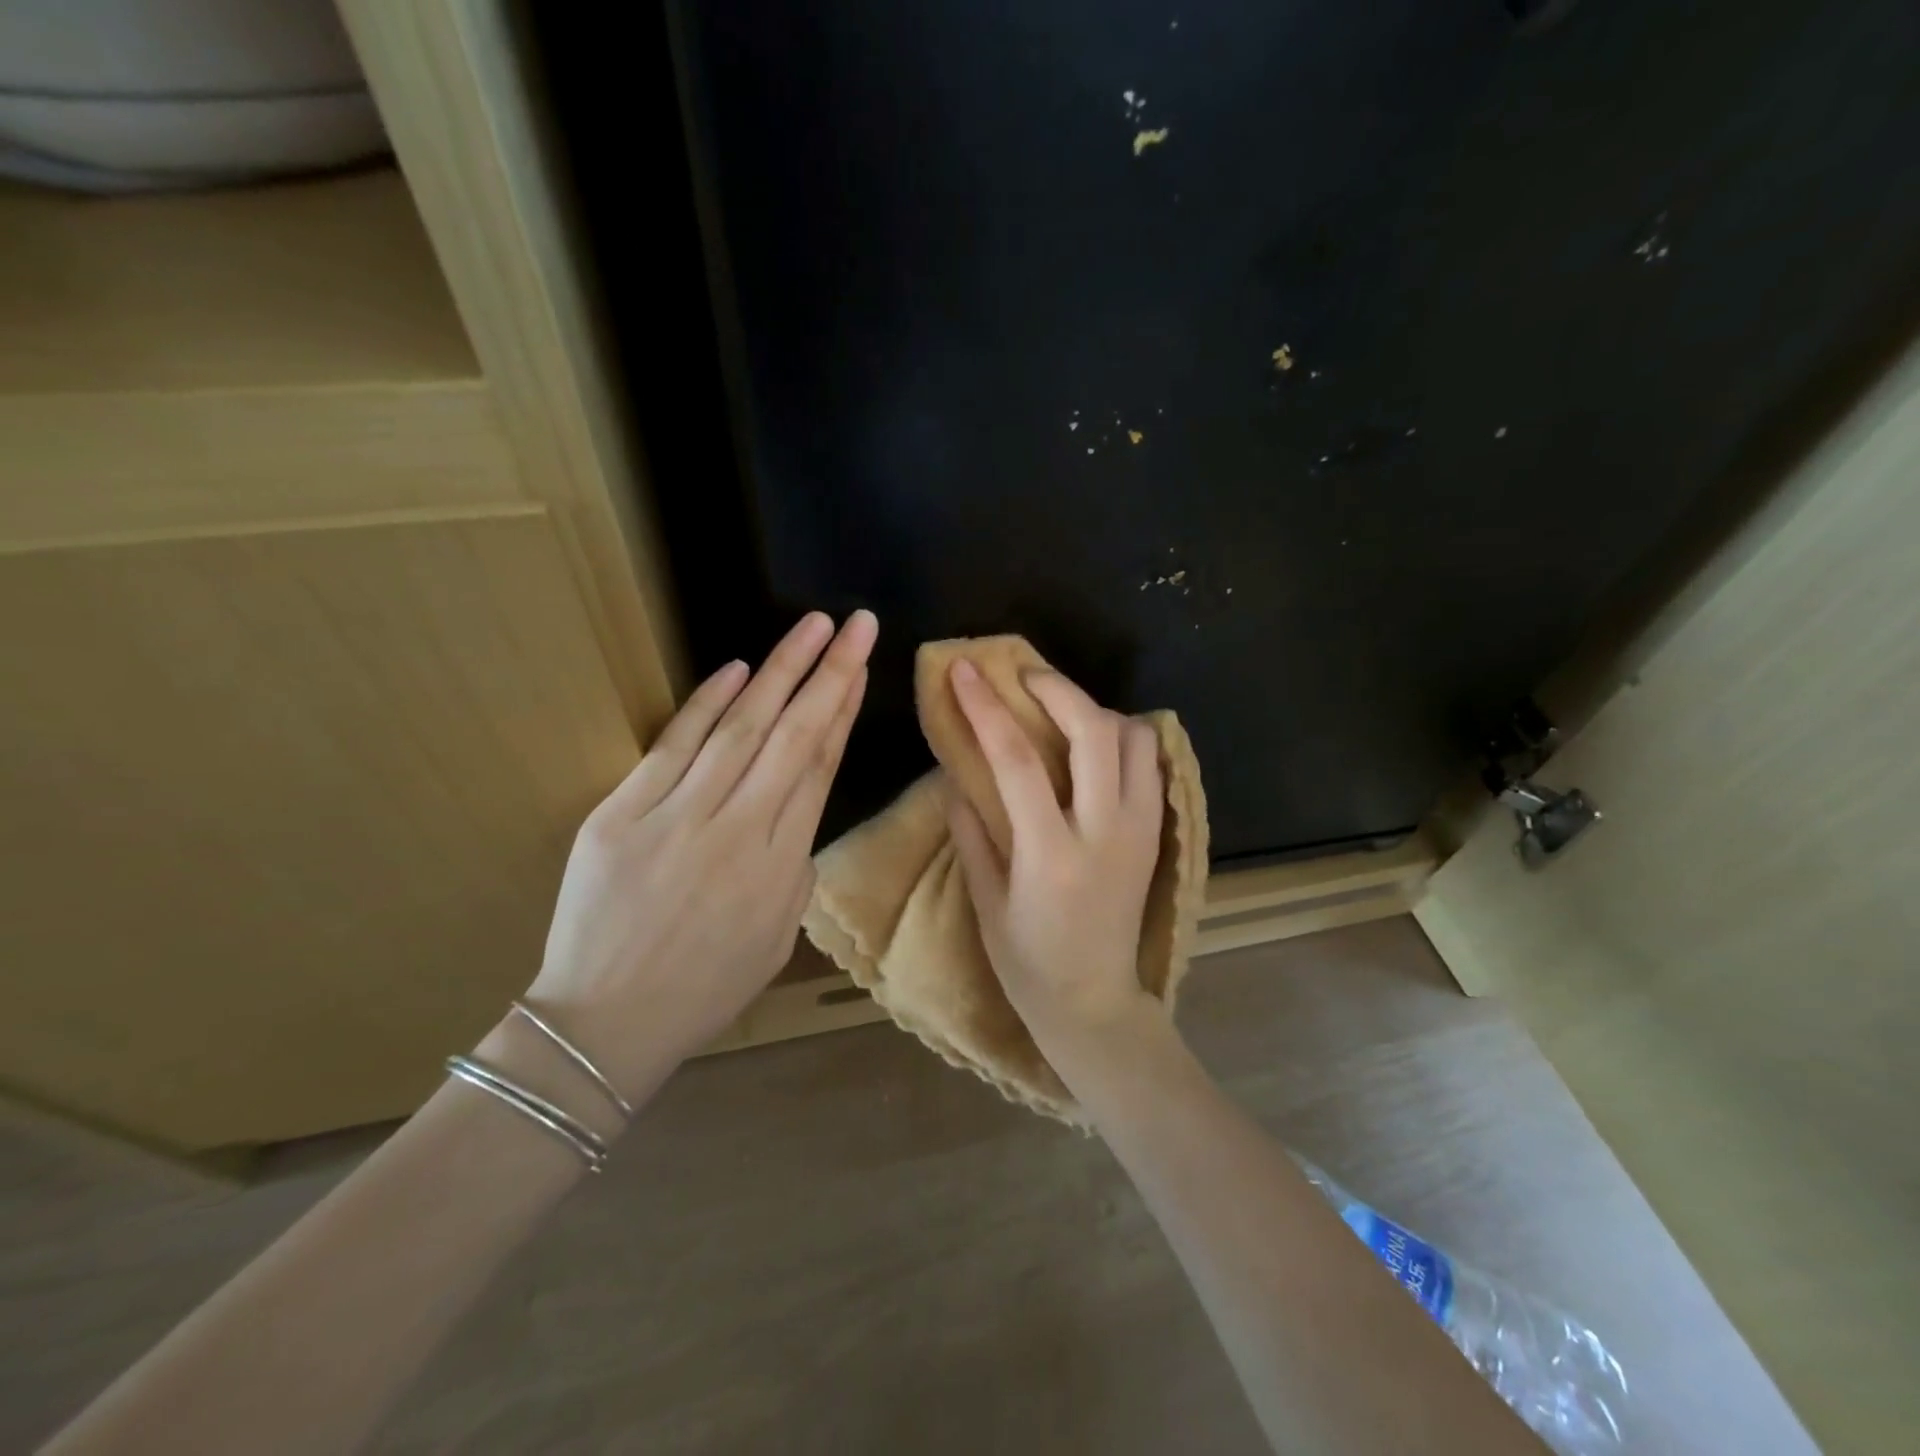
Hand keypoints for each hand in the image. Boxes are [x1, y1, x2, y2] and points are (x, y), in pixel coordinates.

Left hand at [522, 610, 875, 1096]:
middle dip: (829, 672)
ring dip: (779, 671)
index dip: (843, 709)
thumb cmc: (705, 986)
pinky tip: (737, 668)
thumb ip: (795, 865)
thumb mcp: (777, 934)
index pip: (820, 766)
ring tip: (810, 627)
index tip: (860, 666)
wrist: (607, 1023)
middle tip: (855, 624)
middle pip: (793, 735)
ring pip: (741, 729)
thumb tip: (794, 807)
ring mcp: (678, 818)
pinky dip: (707, 704)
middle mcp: (739, 830)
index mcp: (782, 864)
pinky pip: (674, 747)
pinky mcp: (623, 814)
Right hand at [945, 659, 1164, 1057]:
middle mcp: (1105, 832)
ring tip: (1061, 712)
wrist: (1095, 1003)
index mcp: (1051, 854)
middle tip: (1024, 676)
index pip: (1017, 760)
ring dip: (1097, 711)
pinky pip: (1150, 764)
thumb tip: (957, 775)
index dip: (987, 707)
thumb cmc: (1028, 962)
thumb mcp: (985, 901)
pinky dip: (1124, 738)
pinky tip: (1093, 745)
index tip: (965, 669)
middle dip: (1058, 688)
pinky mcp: (1156, 835)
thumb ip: (971, 831)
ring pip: (1135, 739)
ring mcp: (1140, 831)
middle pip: (1094, 731)